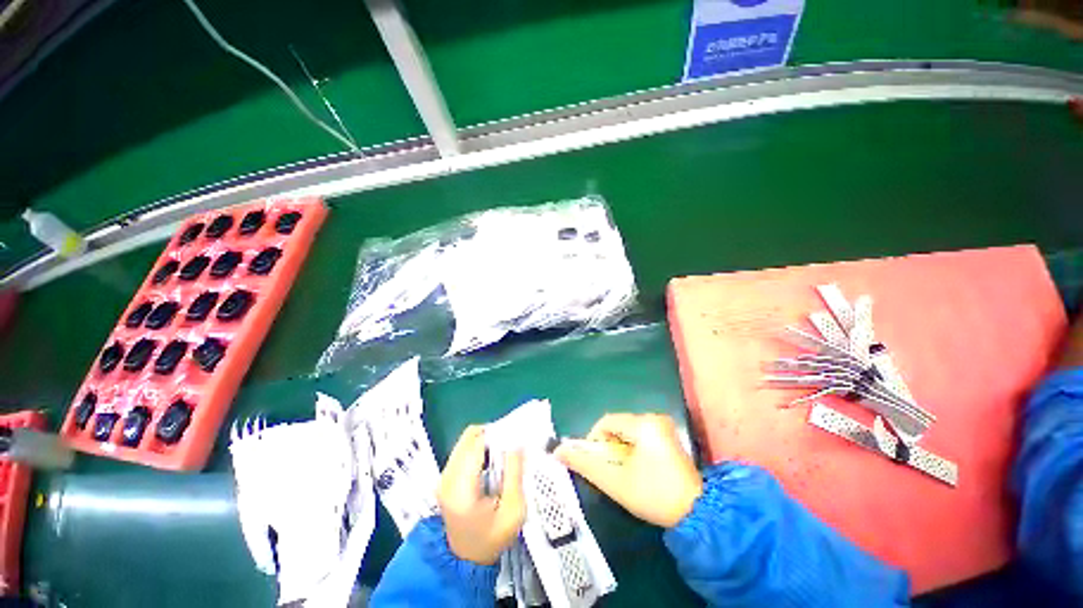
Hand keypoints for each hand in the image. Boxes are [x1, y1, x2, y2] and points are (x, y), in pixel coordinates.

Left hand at [438, 426, 525, 564]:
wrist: (467, 559)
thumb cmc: (492, 538)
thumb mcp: (513, 511)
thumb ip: (514, 474)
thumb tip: (517, 443)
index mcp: (461, 488)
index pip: (477, 445)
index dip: (498, 436)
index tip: (516, 438)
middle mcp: (447, 477)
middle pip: (469, 437)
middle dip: (492, 435)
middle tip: (510, 446)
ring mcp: (444, 476)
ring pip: (466, 441)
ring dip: (486, 441)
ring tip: (502, 455)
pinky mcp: (446, 477)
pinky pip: (463, 450)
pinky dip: (479, 449)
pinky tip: (492, 462)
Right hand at [556, 413, 701, 527]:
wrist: (698, 514)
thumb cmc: (654, 495)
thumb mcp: (615, 482)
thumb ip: (585, 464)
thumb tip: (558, 451)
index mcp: (643, 424)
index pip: (607, 421)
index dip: (594, 440)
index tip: (596, 461)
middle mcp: (654, 418)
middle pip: (618, 425)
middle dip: (609, 446)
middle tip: (611, 469)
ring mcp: (663, 426)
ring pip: (628, 430)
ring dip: (620, 448)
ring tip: (625, 471)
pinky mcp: (668, 435)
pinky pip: (640, 434)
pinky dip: (632, 448)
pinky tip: (639, 468)